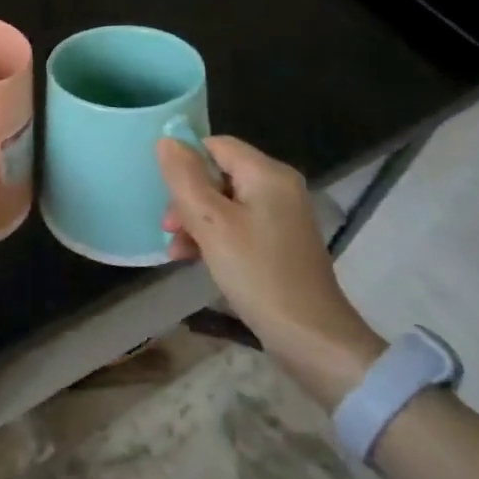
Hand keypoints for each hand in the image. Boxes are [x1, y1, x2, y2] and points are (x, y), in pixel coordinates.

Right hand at [157, 135, 385, 404]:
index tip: (167, 196)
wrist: (311, 338)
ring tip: (177, 252)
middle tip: (169, 229)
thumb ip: (185, 178)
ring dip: (196, 222)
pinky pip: (238, 225)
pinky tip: (195, 259)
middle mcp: (279, 187)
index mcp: (267, 173)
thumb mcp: (211, 224)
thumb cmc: (258, 274)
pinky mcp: (280, 242)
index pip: (215, 145)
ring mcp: (282, 216)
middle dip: (188, 199)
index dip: (186, 164)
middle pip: (218, 174)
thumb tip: (166, 140)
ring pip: (224, 202)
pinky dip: (215, 237)